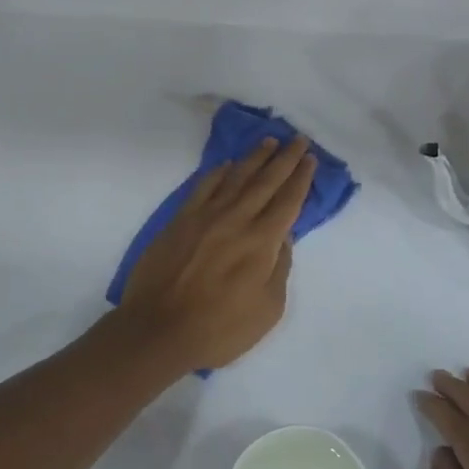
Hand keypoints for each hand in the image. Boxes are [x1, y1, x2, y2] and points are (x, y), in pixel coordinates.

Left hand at [117, 135, 315, 372]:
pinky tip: (227, 164)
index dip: (301, 178)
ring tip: (269, 141)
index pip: (288, 201)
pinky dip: (218, 172)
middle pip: (266, 181)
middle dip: (285, 158)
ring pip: (236, 177)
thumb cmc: (219, 329)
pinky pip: (203, 187)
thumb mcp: (267, 309)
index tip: (310, 158)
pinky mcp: (181, 220)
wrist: (158, 329)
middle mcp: (237, 219)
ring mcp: (206, 216)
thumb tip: (283, 238)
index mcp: (262, 242)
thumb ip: (279, 269)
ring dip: (255, 158)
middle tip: (298, 138)